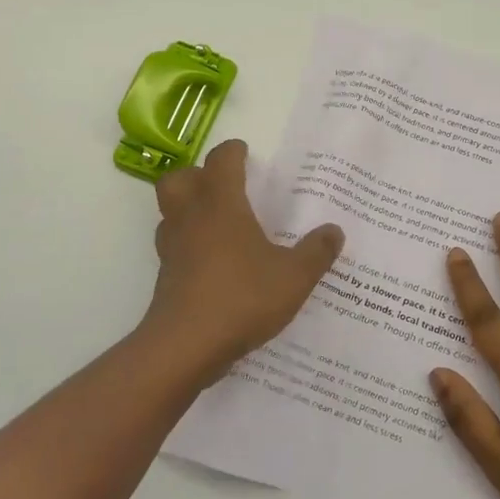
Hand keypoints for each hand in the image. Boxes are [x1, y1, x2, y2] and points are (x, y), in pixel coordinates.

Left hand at [145, 140, 344, 383]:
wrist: (185, 346)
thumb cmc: (242, 298)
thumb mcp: (294, 277)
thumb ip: (316, 252)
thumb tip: (334, 231)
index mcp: (221, 205)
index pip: (221, 161)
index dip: (232, 152)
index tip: (244, 152)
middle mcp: (191, 218)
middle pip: (180, 179)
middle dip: (198, 175)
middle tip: (223, 185)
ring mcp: (172, 248)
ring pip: (170, 212)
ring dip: (188, 208)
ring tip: (217, 222)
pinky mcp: (165, 278)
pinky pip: (173, 246)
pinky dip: (188, 244)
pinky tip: (212, 263)